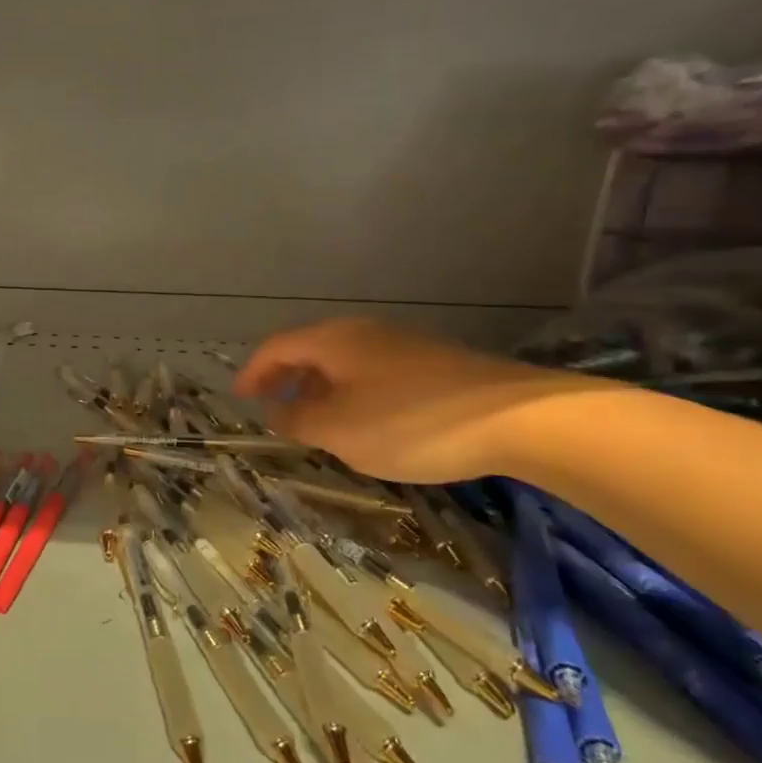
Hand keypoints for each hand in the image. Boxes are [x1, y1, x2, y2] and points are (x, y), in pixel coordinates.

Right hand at [233, 319, 590, 484]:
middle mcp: (364, 332)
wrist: (520, 418)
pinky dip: (353, 394)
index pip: (276, 347)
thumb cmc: (411, 421)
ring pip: (344, 363)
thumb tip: (280, 414)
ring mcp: (403, 345)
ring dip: (320, 389)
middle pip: (310, 350)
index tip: (241, 399)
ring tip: (316, 423)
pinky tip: (367, 424)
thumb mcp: (340, 430)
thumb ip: (299, 421)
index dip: (253, 373)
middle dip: (286, 380)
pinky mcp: (434, 364)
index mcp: (333, 340)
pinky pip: (374, 373)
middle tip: (274, 410)